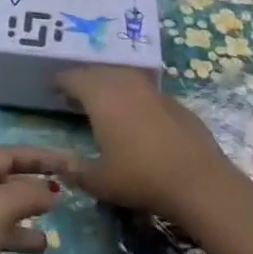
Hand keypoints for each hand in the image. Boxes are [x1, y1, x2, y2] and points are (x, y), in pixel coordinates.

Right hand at [57, 67, 227, 218]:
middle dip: (85, 81)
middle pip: (97, 72)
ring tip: (106, 104)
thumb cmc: (140, 177)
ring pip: (123, 77)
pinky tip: (138, 119)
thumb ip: (76, 171)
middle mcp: (123, 82)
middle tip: (76, 97)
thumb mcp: (100, 181)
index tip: (53, 90)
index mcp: (99, 94)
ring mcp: (151, 89)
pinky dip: (135, 99)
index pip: (72, 77)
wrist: (199, 181)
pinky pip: (145, 92)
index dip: (60, 82)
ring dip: (110, 86)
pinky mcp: (174, 101)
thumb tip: (61, 165)